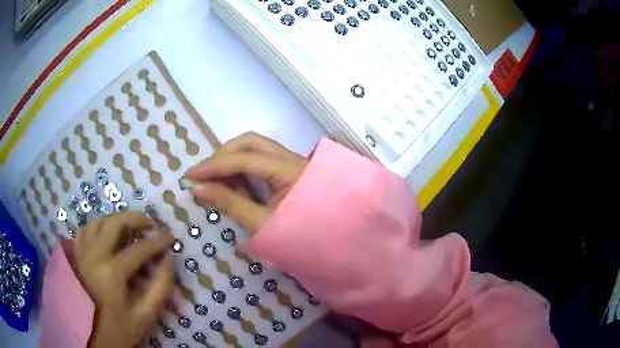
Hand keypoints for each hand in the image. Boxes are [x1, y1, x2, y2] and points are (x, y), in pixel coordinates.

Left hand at [74, 211, 173, 347]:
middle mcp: (94, 255)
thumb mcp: (144, 316)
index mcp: (112, 272)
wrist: (91, 338)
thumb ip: (159, 288)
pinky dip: (96, 229)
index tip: (171, 235)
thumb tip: (169, 259)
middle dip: (136, 218)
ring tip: (127, 229)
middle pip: (115, 223)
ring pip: (97, 222)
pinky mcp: (75, 257)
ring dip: (115, 221)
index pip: (139, 249)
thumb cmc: (119, 330)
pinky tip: (104, 238)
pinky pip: (84, 232)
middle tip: (149, 224)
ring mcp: (81, 253)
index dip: (158, 241)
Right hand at [185, 132, 306, 233]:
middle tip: (204, 174)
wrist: (332, 248)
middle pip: (251, 143)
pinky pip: (262, 162)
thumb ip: (230, 203)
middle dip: (223, 155)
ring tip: (215, 183)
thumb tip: (198, 188)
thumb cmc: (301, 239)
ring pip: (256, 150)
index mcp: (290, 171)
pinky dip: (243, 170)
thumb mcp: (262, 224)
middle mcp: (292, 159)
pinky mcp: (290, 173)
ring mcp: (292, 164)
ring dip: (232, 161)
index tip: (190, 176)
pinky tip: (233, 186)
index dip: (214, 166)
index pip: (245, 159)